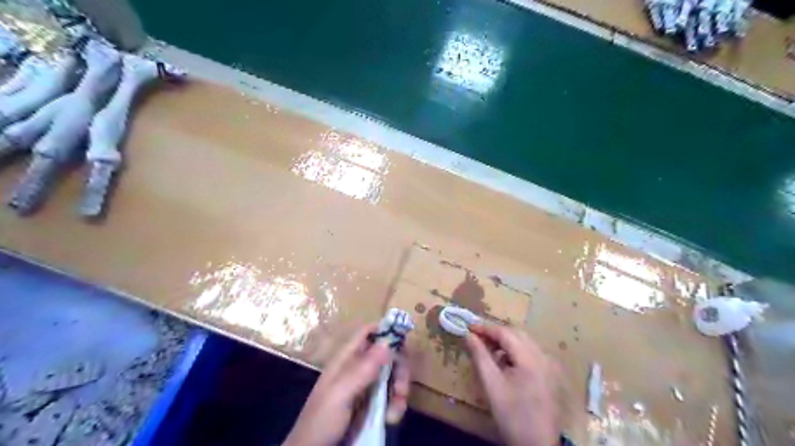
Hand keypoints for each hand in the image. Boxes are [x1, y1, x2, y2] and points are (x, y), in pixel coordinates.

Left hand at [284, 323, 408, 444]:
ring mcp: (367, 386)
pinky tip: (390, 420)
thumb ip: (362, 369)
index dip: (386, 330)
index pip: (368, 333)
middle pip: (388, 354)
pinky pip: (392, 396)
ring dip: (400, 391)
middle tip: (401, 388)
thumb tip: (388, 341)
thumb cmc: (321, 421)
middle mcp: (359, 368)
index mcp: (347, 358)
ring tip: (393, 414)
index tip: (405, 340)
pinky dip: (396, 406)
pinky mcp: (373, 404)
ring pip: (394, 376)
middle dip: (400, 368)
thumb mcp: (340, 394)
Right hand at [468, 324, 557, 444]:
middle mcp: (543, 356)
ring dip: (506, 342)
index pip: (505, 333)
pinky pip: (531, 353)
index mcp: (530, 358)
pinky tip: (505, 363)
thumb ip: (480, 356)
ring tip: (488, 350)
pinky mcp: (550, 374)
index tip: (468, 327)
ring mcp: (549, 365)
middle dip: (496, 333)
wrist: (537, 445)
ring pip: (525, 342)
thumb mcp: (491, 385)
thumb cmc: (511, 414)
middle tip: (476, 338)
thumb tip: (469, 335)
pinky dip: (515, 351)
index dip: (486, 328)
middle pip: (517, 334)